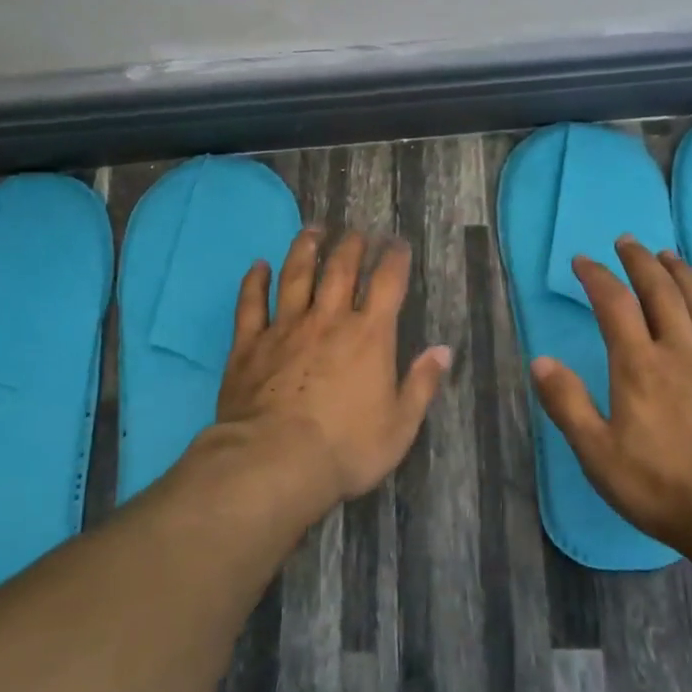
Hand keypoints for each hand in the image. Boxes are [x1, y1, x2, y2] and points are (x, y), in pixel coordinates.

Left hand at [216, 228, 452, 504]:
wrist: (276, 461)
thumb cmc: (346, 448)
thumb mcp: (399, 426)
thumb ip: (421, 385)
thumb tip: (443, 351)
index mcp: (369, 336)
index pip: (386, 283)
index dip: (394, 258)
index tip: (397, 243)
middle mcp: (328, 320)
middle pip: (340, 270)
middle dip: (351, 245)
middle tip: (356, 232)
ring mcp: (285, 328)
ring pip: (296, 276)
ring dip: (305, 249)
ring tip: (313, 230)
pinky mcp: (249, 344)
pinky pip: (251, 304)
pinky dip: (254, 282)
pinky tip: (258, 266)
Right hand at [530, 236, 691, 561]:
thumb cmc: (662, 486)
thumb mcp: (598, 453)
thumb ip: (568, 404)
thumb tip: (540, 361)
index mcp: (639, 366)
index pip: (615, 306)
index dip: (597, 277)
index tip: (583, 260)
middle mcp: (681, 353)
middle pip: (662, 293)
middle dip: (641, 262)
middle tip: (628, 242)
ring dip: (683, 276)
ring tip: (670, 255)